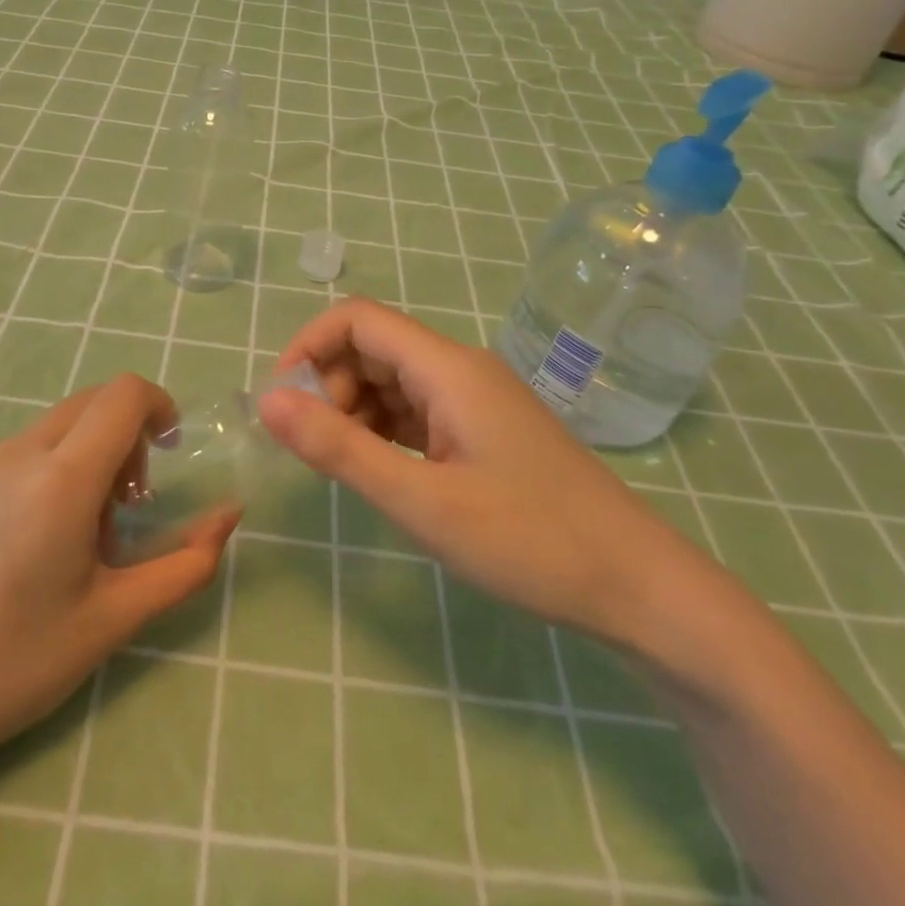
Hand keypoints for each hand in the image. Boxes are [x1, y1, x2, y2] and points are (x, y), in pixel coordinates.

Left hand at [0, 375, 240, 802]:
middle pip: (87, 407)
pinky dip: (26, 478)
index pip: (124, 396)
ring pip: (44, 434)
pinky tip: (2, 547)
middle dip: (120, 442)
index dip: (158, 406)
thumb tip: (230, 513)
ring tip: (55, 541)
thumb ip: (186, 561)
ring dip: (71, 464)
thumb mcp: (115, 618)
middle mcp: (11, 453)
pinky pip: (0, 456)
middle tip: (117, 511)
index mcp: (60, 481)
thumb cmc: (15, 666)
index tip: (167, 449)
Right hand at [256, 298, 700, 648]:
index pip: (358, 319)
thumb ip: (339, 448)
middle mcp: (460, 370)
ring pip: (393, 382)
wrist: (637, 586)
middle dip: (330, 386)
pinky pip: (417, 412)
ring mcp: (475, 401)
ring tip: (344, 466)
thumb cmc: (530, 540)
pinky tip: (380, 470)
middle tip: (313, 449)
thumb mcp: (421, 500)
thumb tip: (267, 401)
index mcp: (448, 368)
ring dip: (354, 411)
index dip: (309, 345)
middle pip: (373, 349)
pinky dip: (384, 431)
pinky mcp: (483, 431)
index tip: (282, 401)